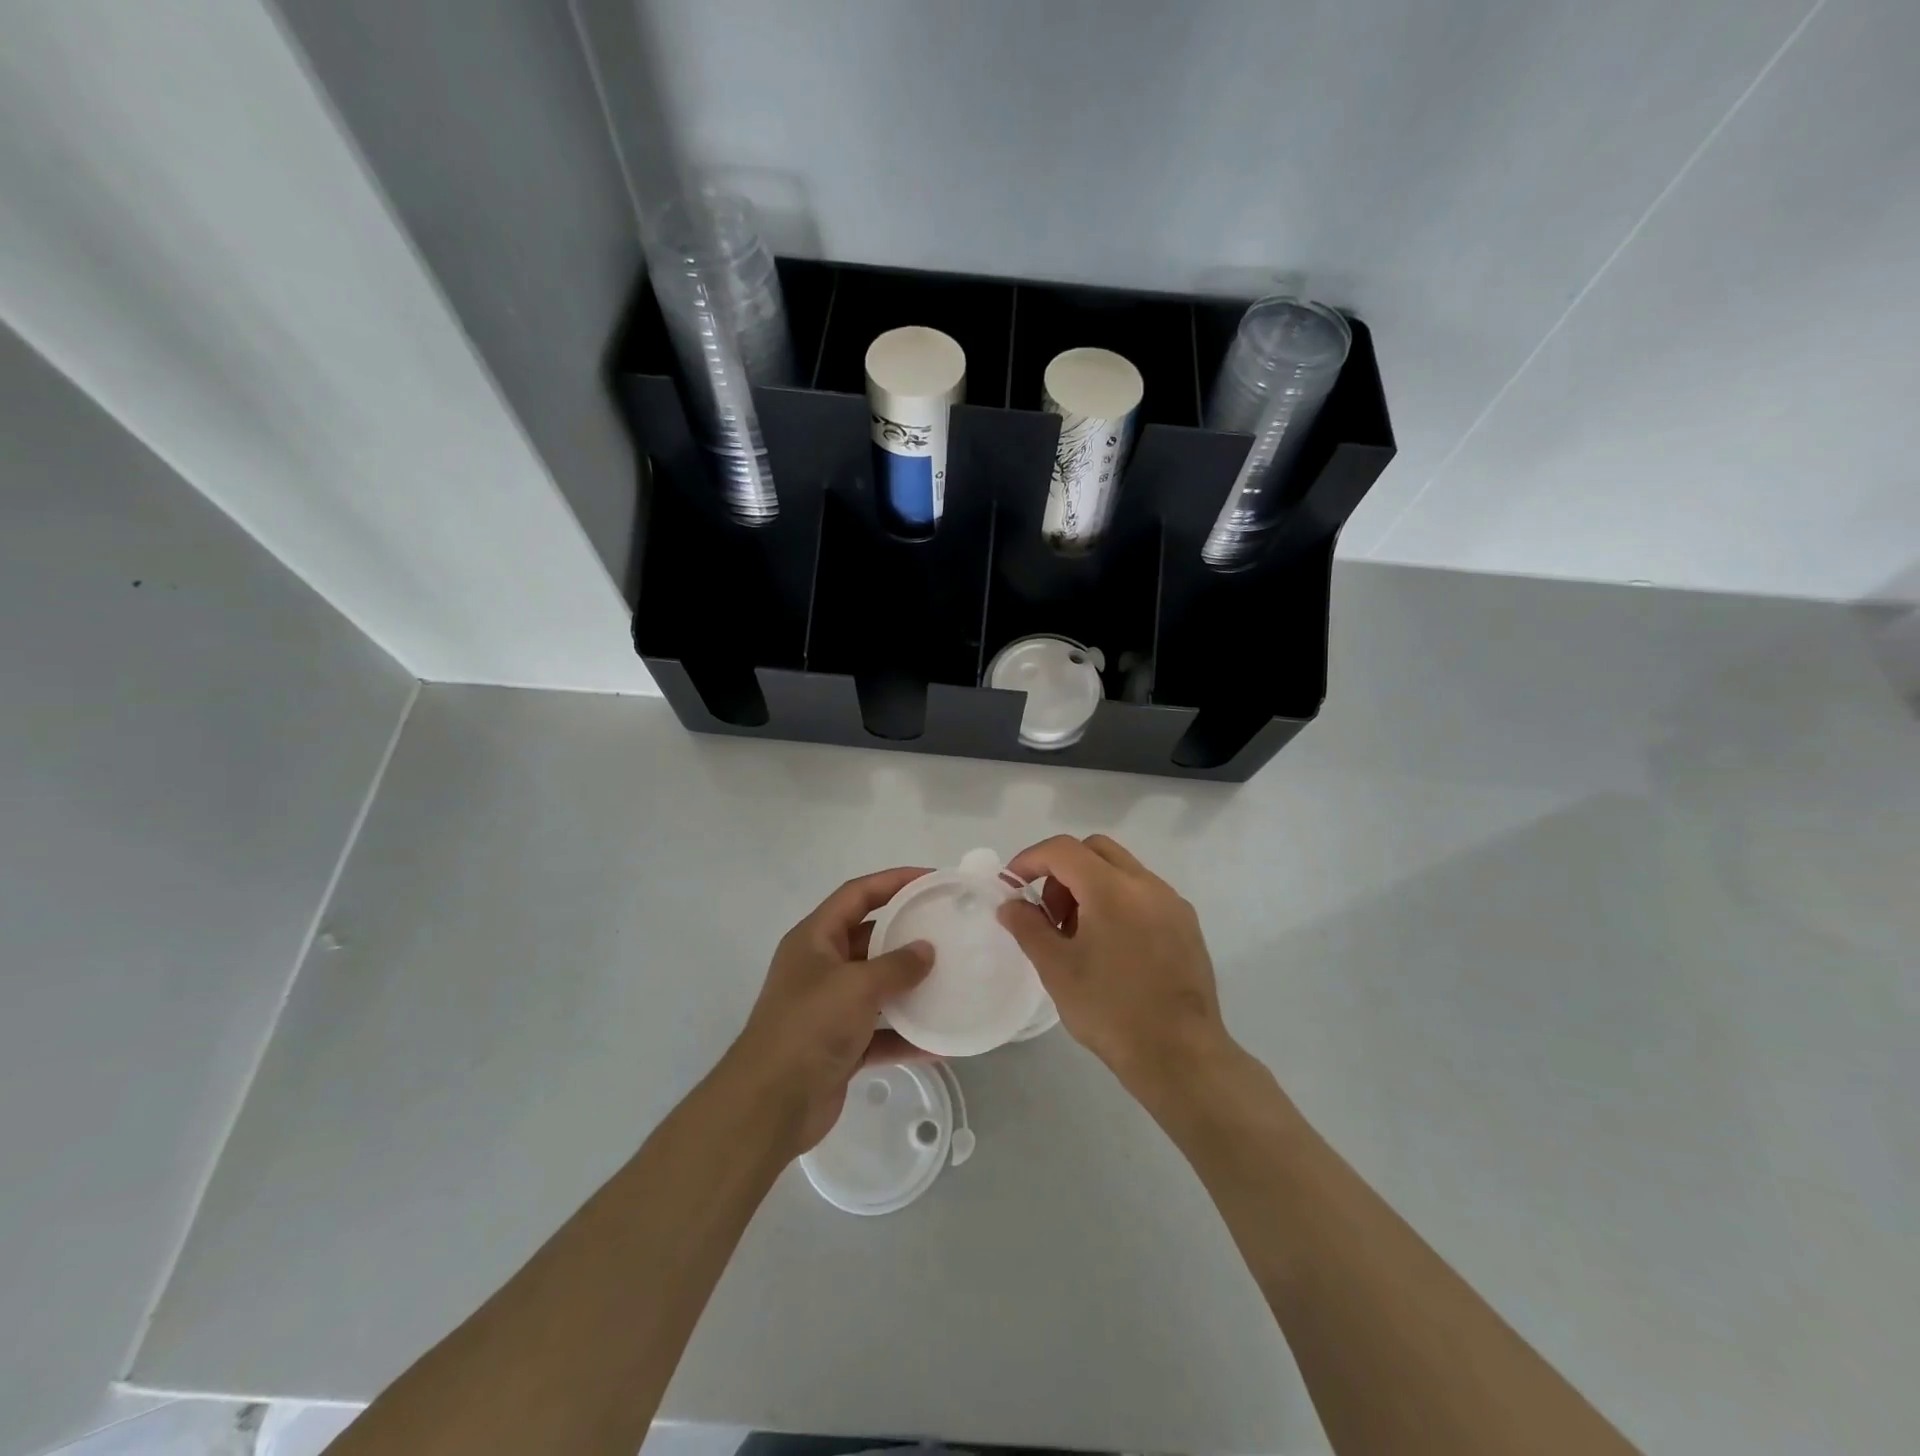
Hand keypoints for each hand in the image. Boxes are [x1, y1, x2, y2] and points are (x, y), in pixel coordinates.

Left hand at [723, 867, 934, 1152]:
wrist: (771, 1105)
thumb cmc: (810, 1027)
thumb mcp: (857, 986)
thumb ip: (896, 966)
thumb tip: (926, 951)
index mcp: (815, 939)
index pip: (857, 894)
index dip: (893, 880)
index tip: (931, 879)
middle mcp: (821, 967)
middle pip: (869, 938)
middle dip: (906, 933)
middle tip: (948, 929)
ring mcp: (830, 1007)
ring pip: (877, 985)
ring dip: (910, 985)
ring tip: (952, 978)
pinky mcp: (840, 1045)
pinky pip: (881, 1031)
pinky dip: (906, 1033)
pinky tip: (941, 1039)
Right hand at [998, 835, 1234, 1096]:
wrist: (1180, 1056)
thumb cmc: (1110, 1011)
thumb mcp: (1056, 969)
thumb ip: (1028, 927)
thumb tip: (1011, 904)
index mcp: (1112, 889)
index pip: (1063, 850)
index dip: (1030, 860)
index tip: (1012, 887)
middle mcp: (1146, 884)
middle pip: (1095, 850)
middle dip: (1062, 870)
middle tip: (1049, 914)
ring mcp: (1172, 902)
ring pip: (1121, 869)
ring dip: (1090, 885)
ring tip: (1079, 936)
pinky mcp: (1186, 924)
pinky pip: (1143, 893)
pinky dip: (1117, 901)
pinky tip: (1111, 947)